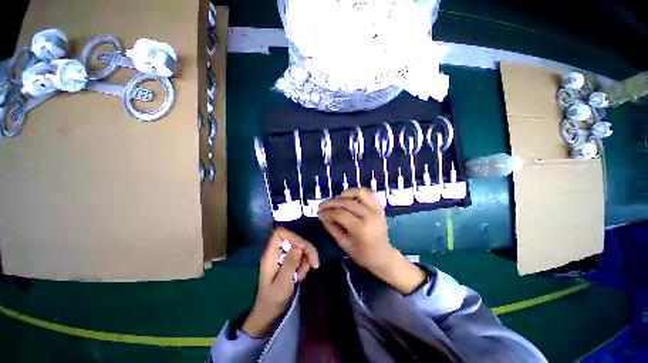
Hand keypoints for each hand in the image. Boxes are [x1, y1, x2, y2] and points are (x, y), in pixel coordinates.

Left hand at [242, 227, 319, 337]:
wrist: (269, 312)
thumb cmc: (273, 299)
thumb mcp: (283, 283)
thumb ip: (290, 264)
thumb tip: (298, 247)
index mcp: (271, 254)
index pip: (280, 233)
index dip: (293, 236)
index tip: (303, 248)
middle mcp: (277, 252)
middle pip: (294, 239)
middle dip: (306, 249)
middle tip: (315, 264)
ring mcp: (283, 256)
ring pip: (299, 247)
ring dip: (306, 259)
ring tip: (302, 275)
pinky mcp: (288, 261)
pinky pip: (300, 255)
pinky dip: (304, 264)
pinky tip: (301, 276)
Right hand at [318, 188, 425, 294]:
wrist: (382, 255)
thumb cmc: (361, 254)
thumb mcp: (343, 243)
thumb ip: (331, 227)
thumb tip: (321, 214)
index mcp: (362, 229)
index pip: (340, 214)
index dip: (327, 213)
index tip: (319, 213)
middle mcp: (370, 216)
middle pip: (347, 202)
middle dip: (331, 202)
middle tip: (322, 206)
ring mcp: (377, 210)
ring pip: (359, 192)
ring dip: (345, 193)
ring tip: (336, 200)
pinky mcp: (380, 207)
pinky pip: (369, 193)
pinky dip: (357, 192)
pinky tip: (349, 197)